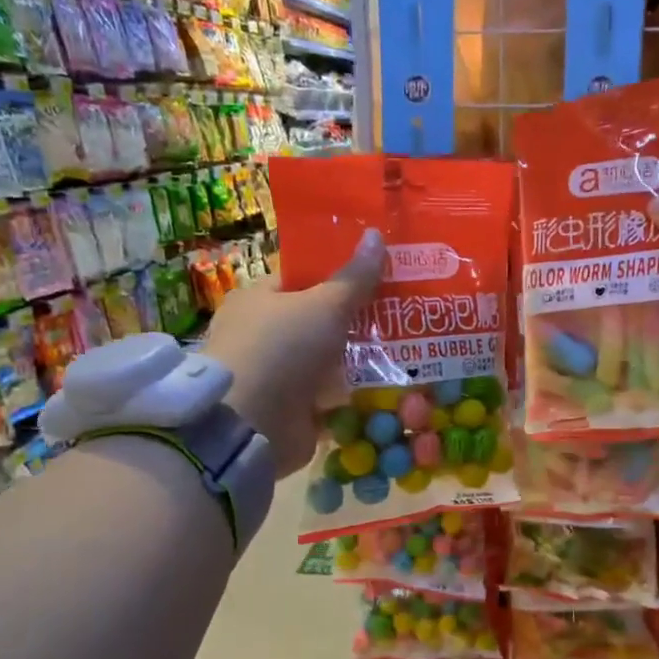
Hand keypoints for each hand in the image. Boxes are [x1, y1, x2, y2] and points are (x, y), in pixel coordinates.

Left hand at [205, 229, 385, 474]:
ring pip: (328, 360)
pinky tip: (389, 387)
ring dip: (360, 359)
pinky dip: (354, 394)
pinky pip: (331, 396)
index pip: (302, 279)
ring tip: (406, 348)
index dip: (339, 274)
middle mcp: (263, 335)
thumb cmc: (282, 349)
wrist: (251, 425)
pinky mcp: (291, 410)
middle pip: (319, 321)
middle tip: (402, 312)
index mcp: (258, 299)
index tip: (379, 274)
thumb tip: (376, 233)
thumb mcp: (325, 304)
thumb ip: (355, 276)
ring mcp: (277, 375)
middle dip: (357, 320)